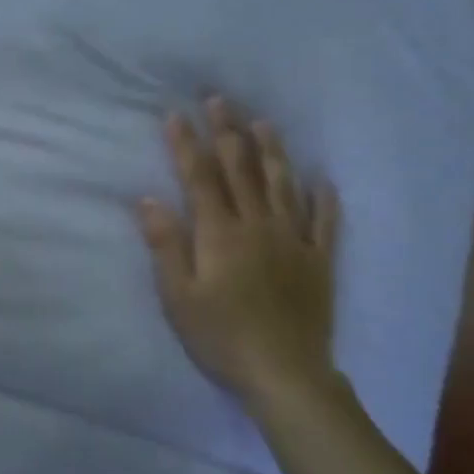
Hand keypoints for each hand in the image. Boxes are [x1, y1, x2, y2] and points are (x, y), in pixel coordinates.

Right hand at [138, 96, 339, 409]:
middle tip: (219, 100)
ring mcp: (294, 241)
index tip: (175, 115)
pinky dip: (324, 198)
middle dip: (227, 132)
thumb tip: (149, 200)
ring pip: (282, 185)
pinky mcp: (320, 261)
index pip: (200, 178)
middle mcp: (258, 226)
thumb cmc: (220, 336)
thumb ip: (166, 245)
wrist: (285, 374)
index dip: (186, 145)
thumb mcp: (178, 296)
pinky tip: (322, 179)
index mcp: (220, 234)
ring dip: (272, 151)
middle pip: (241, 171)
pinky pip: (325, 222)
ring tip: (263, 122)